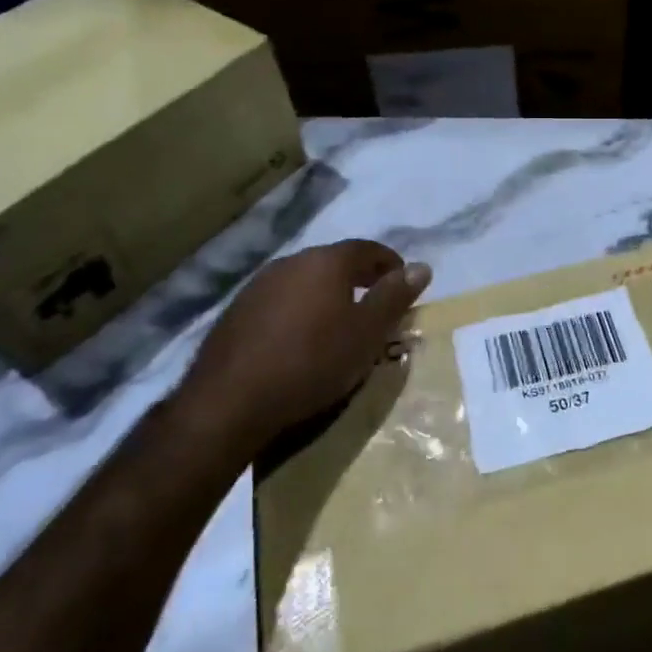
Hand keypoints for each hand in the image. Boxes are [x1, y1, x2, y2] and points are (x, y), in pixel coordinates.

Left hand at [179, 240, 431, 460]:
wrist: (230, 402)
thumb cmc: (312, 362)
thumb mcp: (367, 333)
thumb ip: (395, 296)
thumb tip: (421, 267)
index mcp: (326, 261)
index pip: (368, 249)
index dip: (390, 264)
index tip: (403, 286)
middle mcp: (291, 262)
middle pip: (334, 262)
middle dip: (359, 280)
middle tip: (374, 308)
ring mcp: (258, 285)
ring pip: (305, 282)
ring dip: (326, 296)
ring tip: (337, 327)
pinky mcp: (236, 312)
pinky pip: (280, 302)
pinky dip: (298, 312)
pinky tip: (299, 341)